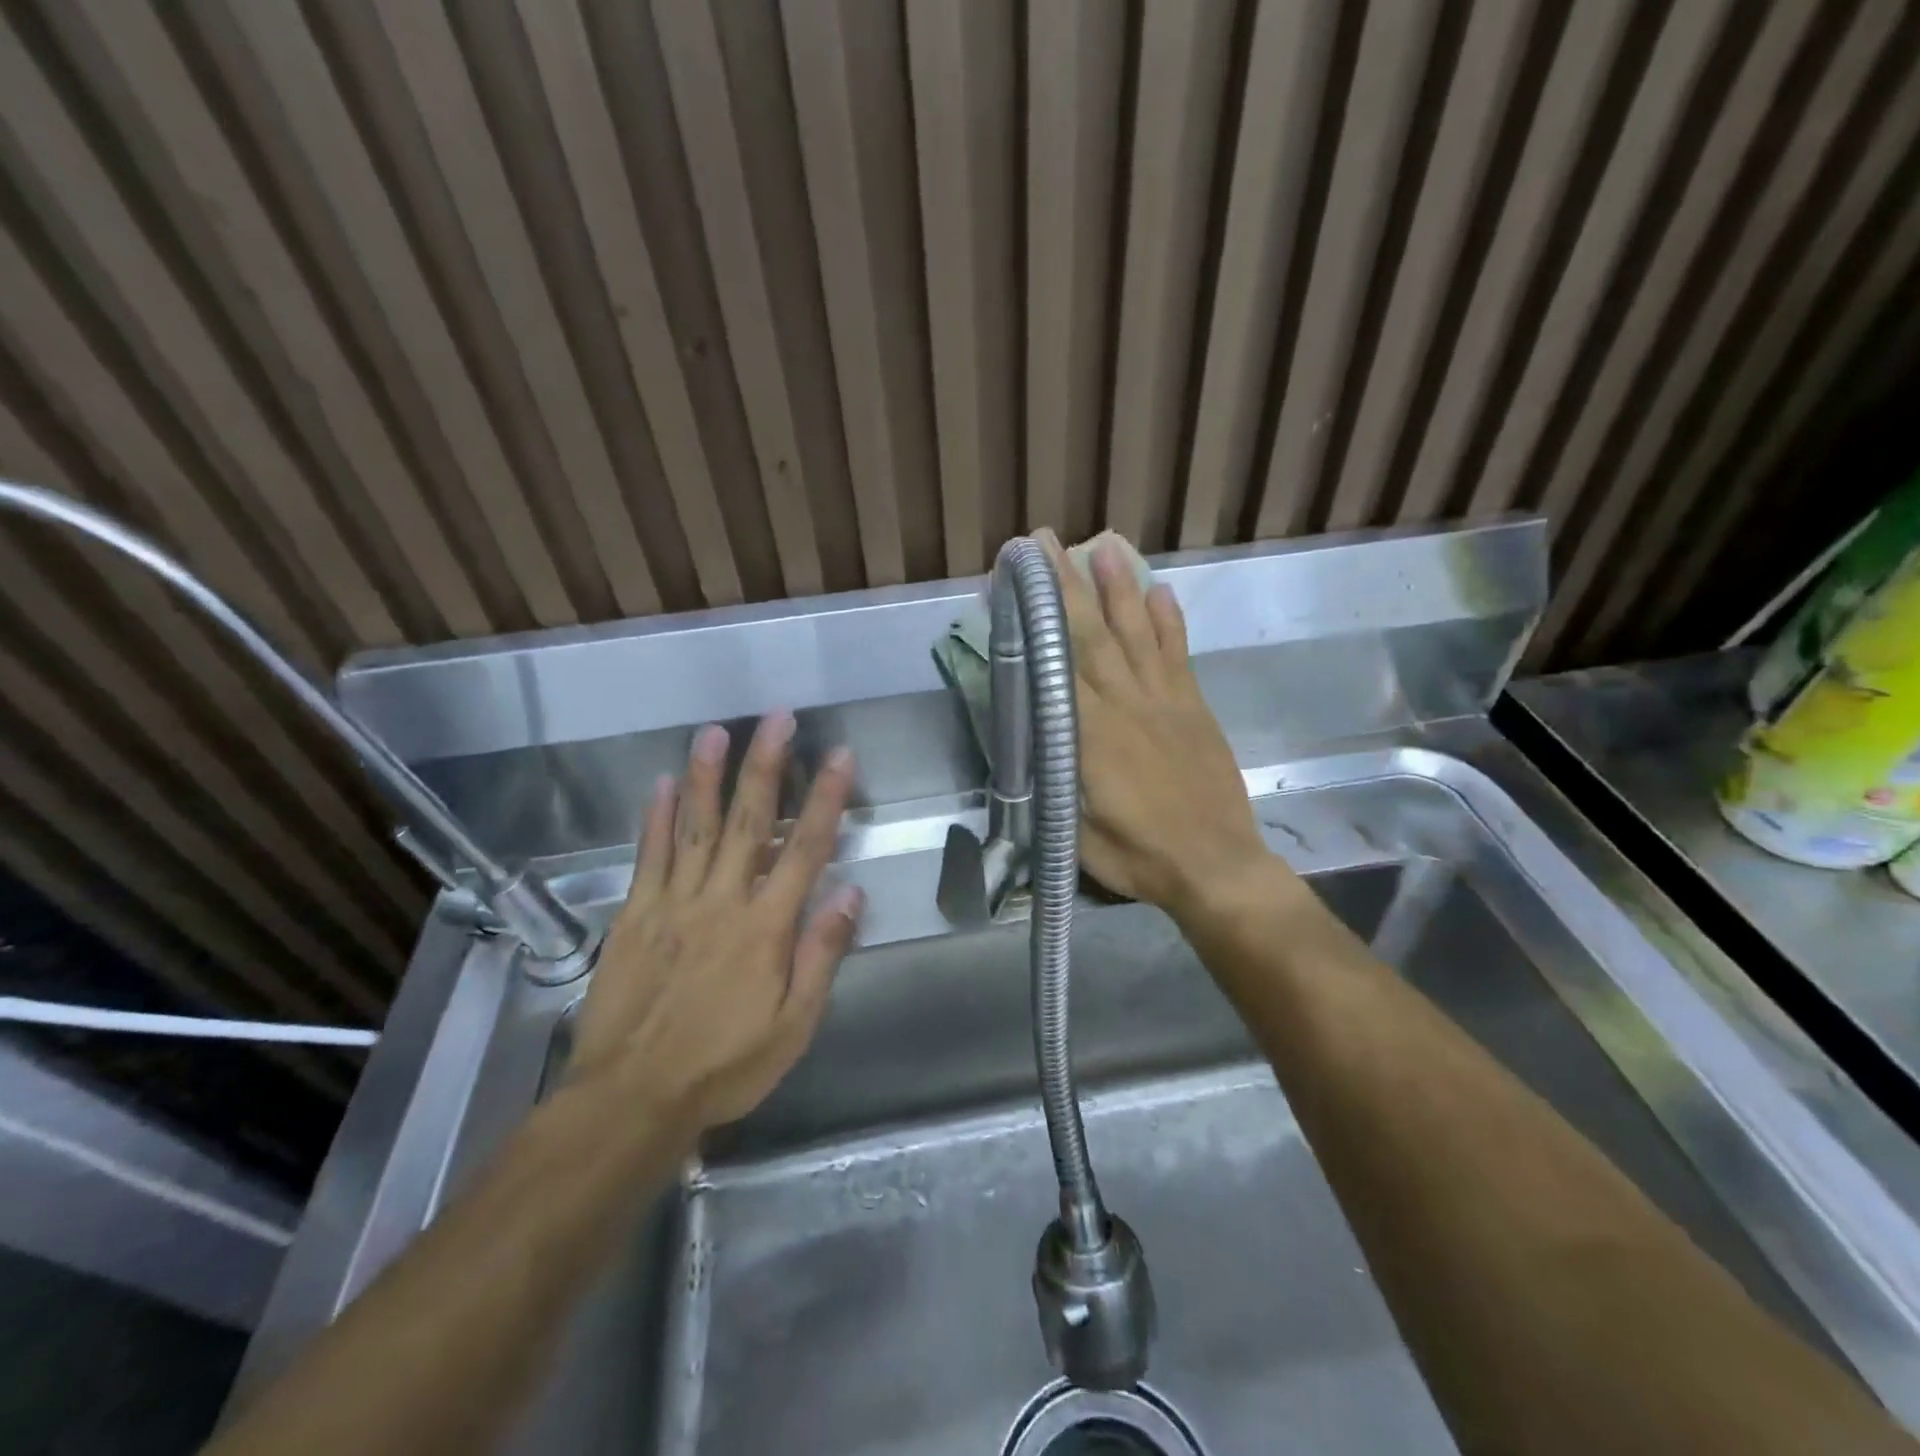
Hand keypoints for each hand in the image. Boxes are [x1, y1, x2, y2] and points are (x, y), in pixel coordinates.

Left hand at [568, 714, 862, 1135]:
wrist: (632, 1098)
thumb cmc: (724, 1065)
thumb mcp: (793, 1025)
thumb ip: (821, 955)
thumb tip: (851, 893)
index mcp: (766, 927)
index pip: (804, 849)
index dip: (826, 799)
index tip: (839, 755)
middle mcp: (722, 901)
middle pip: (748, 821)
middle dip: (766, 765)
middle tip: (777, 718)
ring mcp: (673, 904)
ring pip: (694, 827)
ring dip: (707, 776)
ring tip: (716, 731)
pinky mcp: (635, 916)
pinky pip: (648, 857)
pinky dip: (655, 819)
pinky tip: (660, 784)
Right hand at [1039, 530, 1274, 924]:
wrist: (1217, 865)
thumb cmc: (1139, 856)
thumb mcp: (1076, 832)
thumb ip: (1050, 783)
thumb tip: (1027, 745)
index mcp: (1090, 736)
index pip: (1055, 666)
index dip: (1035, 621)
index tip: (1017, 584)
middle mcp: (1125, 705)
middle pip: (1092, 636)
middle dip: (1067, 586)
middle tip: (1048, 541)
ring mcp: (1164, 702)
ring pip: (1137, 633)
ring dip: (1120, 588)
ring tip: (1105, 546)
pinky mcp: (1194, 707)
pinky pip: (1179, 655)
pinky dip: (1170, 622)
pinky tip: (1161, 591)